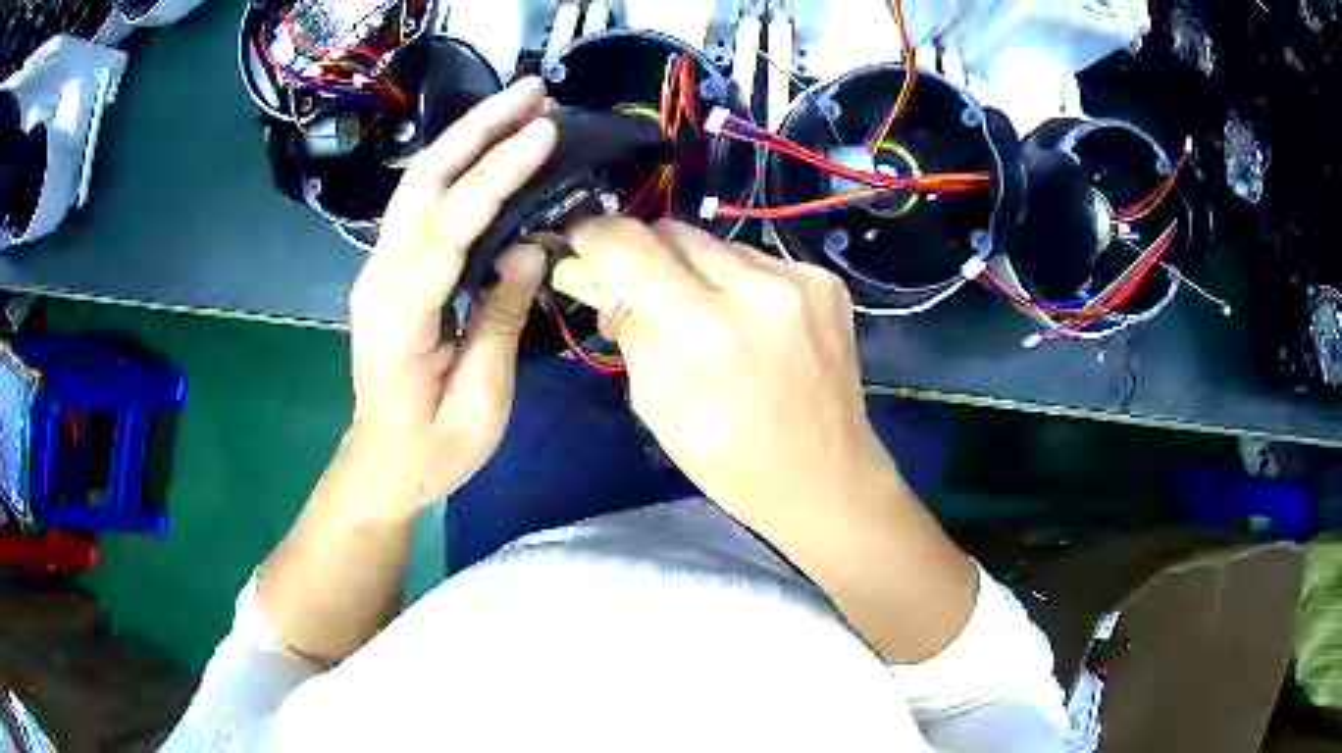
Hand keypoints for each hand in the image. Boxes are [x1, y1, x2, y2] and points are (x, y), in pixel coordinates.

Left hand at [344, 78, 555, 514]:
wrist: (381, 463)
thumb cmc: (432, 449)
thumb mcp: (479, 401)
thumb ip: (498, 322)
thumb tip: (525, 250)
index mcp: (400, 316)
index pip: (448, 227)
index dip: (495, 174)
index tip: (543, 132)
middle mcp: (380, 276)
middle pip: (424, 182)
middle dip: (478, 128)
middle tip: (533, 91)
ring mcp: (380, 268)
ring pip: (420, 183)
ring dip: (468, 136)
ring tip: (521, 105)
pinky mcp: (392, 268)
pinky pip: (425, 204)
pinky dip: (459, 166)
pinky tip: (491, 147)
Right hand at [559, 218, 905, 536]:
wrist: (826, 476)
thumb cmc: (731, 461)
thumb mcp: (655, 408)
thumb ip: (630, 334)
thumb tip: (609, 284)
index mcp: (704, 333)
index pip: (630, 246)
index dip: (595, 237)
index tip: (583, 243)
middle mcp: (756, 290)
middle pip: (673, 231)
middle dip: (646, 256)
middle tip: (642, 291)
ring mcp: (800, 280)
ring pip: (717, 244)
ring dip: (697, 271)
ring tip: (709, 319)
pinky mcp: (826, 281)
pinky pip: (758, 260)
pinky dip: (740, 283)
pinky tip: (753, 324)